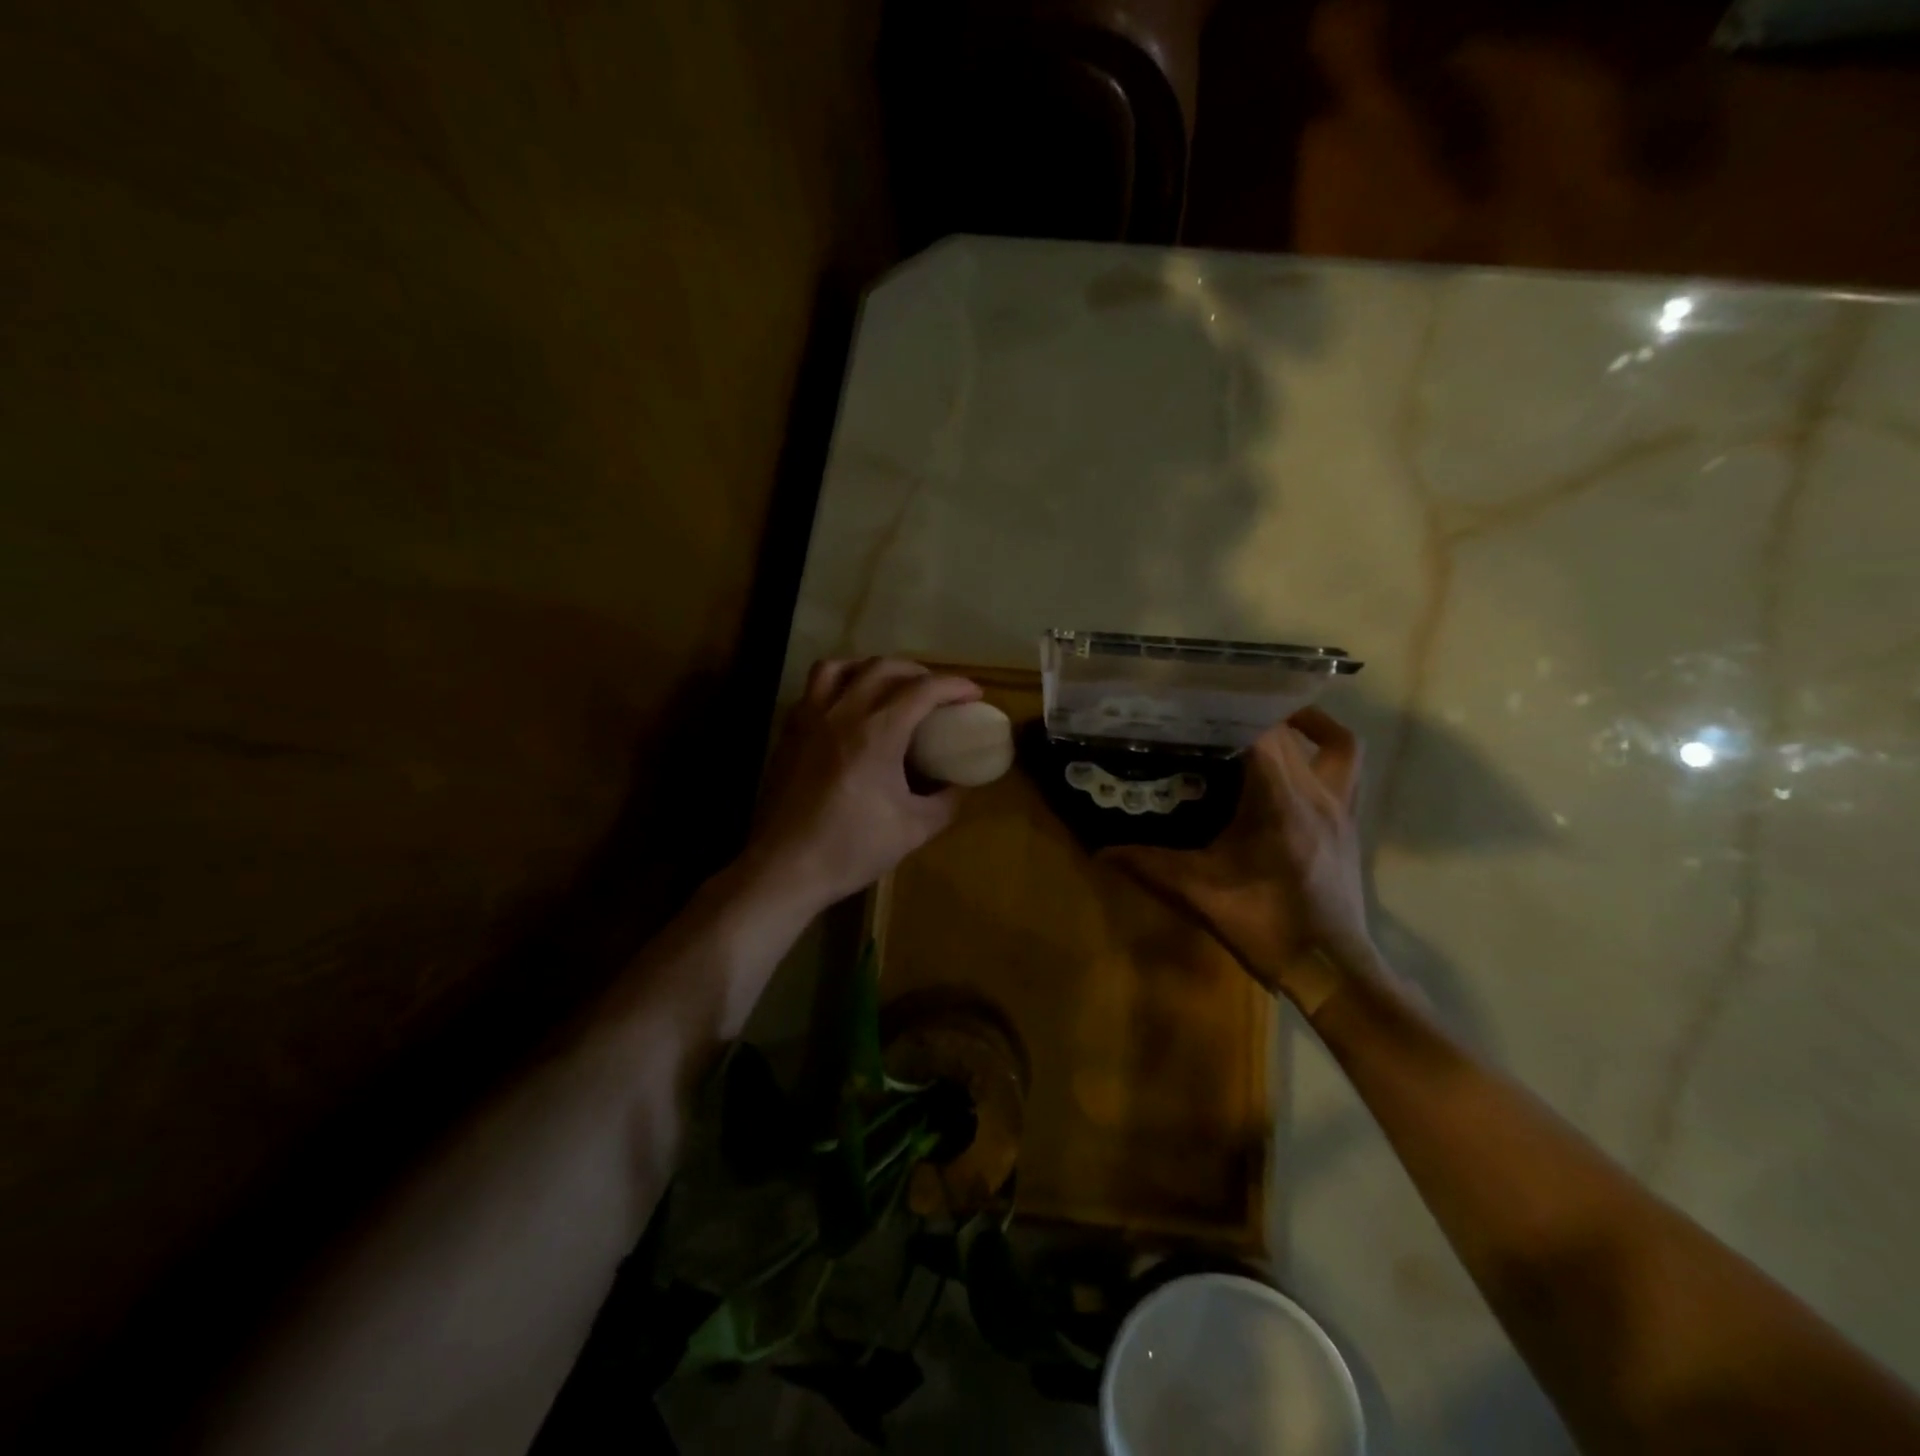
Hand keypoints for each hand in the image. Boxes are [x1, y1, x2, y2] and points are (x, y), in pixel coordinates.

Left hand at [745, 658, 982, 913]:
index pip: (923, 690)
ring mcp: (809, 719)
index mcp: (876, 733)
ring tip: (887, 686)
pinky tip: (848, 710)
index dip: (954, 686)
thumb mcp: (914, 830)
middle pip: (883, 667)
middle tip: (936, 691)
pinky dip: (839, 685)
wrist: (785, 868)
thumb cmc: (851, 849)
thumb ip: (946, 802)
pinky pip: (814, 690)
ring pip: (840, 667)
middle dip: (918, 672)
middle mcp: (842, 713)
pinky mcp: (789, 733)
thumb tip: (959, 785)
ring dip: (871, 668)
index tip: (974, 694)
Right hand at [1103, 707, 1377, 1013]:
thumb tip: (1100, 851)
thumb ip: (1150, 866)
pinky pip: (1348, 771)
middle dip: (1258, 713)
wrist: (1330, 969)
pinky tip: (1292, 767)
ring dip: (1310, 725)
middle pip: (1294, 733)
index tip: (1201, 698)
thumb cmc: (1266, 927)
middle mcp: (1317, 796)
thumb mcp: (1200, 895)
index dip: (1235, 709)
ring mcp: (1341, 809)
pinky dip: (1325, 755)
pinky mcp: (1349, 825)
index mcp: (1281, 804)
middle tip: (1219, 709)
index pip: (1265, 736)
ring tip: (1271, 720)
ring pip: (1341, 746)